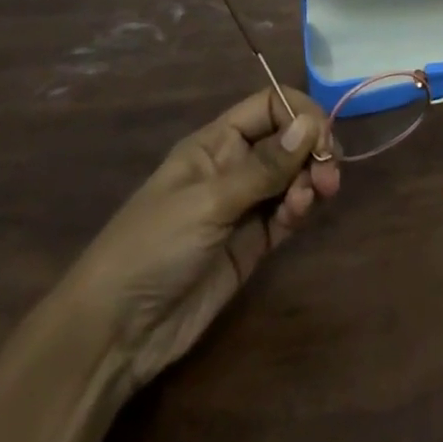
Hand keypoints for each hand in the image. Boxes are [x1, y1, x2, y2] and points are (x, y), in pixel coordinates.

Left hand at [57, 86, 339, 388]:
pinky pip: (288, 212)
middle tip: (327, 174)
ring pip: (294, 176)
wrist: (115, 334)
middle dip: (313, 150)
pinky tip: (299, 215)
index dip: (300, 114)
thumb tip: (312, 124)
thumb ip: (265, 166)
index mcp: (215, 144)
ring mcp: (244, 205)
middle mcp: (234, 167)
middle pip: (289, 140)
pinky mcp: (253, 242)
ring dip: (311, 180)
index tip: (322, 137)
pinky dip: (301, 208)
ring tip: (313, 198)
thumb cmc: (152, 249)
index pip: (269, 107)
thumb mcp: (208, 202)